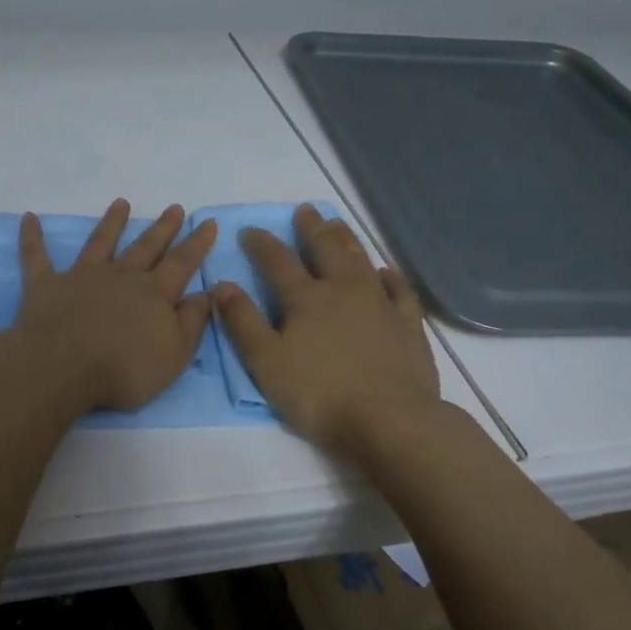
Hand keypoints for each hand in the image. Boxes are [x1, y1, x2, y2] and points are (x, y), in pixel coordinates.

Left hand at [11, 199, 217, 411]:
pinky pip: (37, 256)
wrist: (64, 367)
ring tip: (121, 203)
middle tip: (174, 207)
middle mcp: (121, 276)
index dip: (196, 243)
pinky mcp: (46, 285)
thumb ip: (193, 321)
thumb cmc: (124, 368)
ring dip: (111, 222)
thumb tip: (208, 292)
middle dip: (162, 228)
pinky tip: (29, 218)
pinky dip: (32, 236)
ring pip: (100, 242)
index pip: (182, 263)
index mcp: (154, 293)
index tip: (207, 222)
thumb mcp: (175, 353)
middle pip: (146, 247)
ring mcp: (82, 276)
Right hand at [213, 204, 441, 456]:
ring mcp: (381, 304)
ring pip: (362, 260)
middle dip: (312, 228)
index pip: (278, 261)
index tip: (249, 230)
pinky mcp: (407, 325)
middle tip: (306, 210)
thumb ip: (243, 322)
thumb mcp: (267, 362)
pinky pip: (400, 291)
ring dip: (347, 240)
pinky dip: (391, 277)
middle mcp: (344, 290)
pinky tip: (386, 270)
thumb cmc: (319, 393)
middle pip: (326, 249)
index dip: (261, 244)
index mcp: (306, 298)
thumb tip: (223, 285)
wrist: (389, 418)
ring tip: (338, 224)